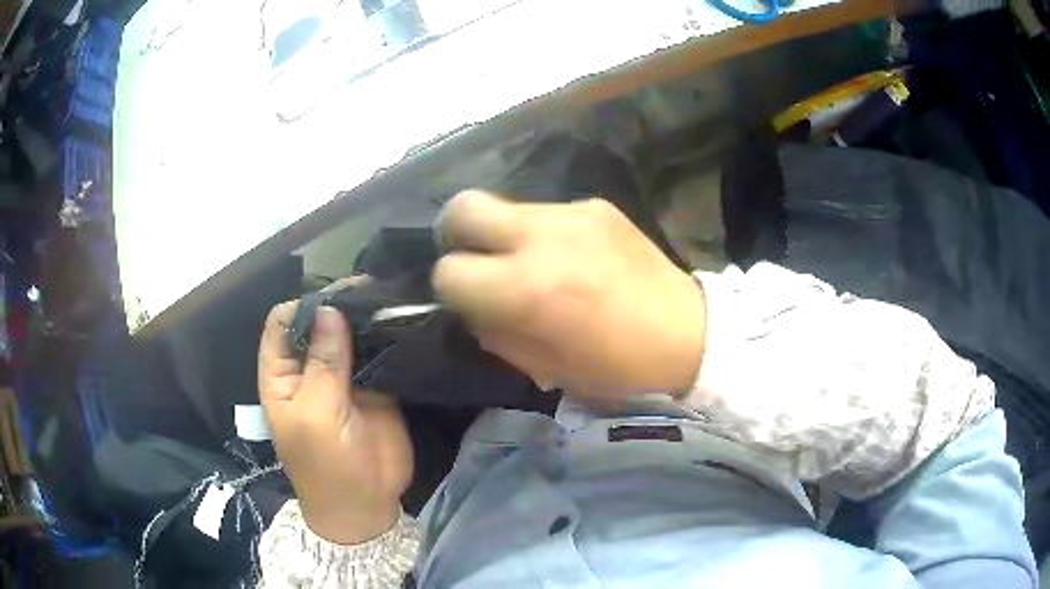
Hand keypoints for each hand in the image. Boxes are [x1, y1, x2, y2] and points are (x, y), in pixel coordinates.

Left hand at [259, 302, 412, 543]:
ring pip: (349, 334)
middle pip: (319, 323)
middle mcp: (310, 369)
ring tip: (389, 297)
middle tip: (371, 288)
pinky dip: (386, 338)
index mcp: (282, 374)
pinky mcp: (374, 386)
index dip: (305, 306)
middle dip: (339, 306)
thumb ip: (323, 363)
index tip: (336, 297)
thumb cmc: (326, 465)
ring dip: (365, 318)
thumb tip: (329, 309)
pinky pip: (377, 354)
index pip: (284, 323)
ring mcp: (343, 376)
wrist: (365, 505)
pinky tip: (402, 321)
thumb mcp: (316, 414)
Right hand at [433, 191, 706, 398]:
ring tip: (534, 263)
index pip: (449, 271)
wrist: (689, 334)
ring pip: (505, 206)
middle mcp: (542, 237)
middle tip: (476, 259)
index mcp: (527, 289)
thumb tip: (473, 305)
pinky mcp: (597, 205)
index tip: (468, 300)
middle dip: (456, 234)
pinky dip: (545, 234)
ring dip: (505, 234)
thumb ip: (496, 332)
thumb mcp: (545, 367)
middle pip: (463, 207)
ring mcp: (573, 214)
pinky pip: (548, 212)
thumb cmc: (617, 368)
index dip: (451, 289)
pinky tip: (573, 258)